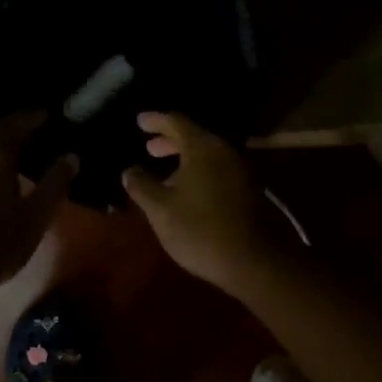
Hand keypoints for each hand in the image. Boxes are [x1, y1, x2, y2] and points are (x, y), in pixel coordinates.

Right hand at [122, 113, 289, 295]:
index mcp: (203, 148)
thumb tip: (130, 171)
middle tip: (149, 148)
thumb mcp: (160, 209)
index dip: (156, 120)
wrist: (251, 261)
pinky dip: (198, 172)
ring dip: (184, 159)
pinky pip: (217, 170)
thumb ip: (141, 185)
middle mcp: (225, 152)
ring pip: (207, 155)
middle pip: (195, 137)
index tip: (139, 120)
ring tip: (164, 173)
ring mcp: (240, 171)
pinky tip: (186, 191)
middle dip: (169, 141)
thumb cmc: (199, 230)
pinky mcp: (248, 191)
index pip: (176, 122)